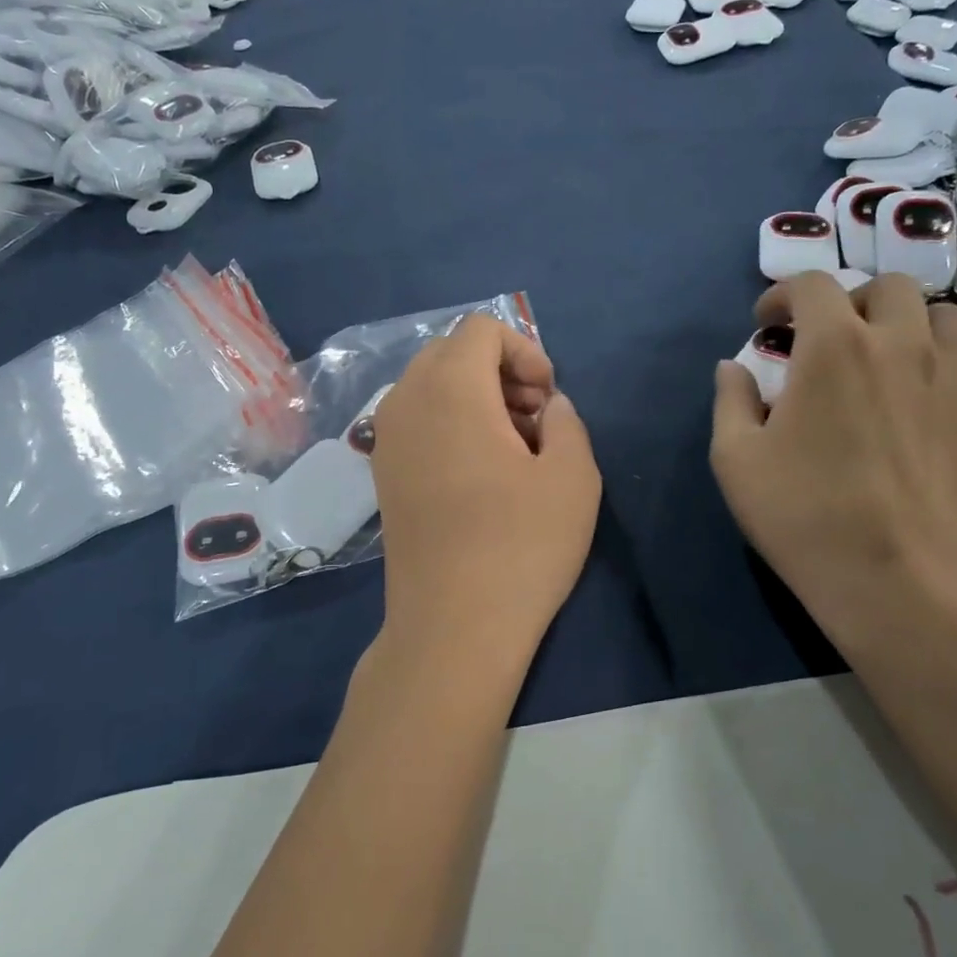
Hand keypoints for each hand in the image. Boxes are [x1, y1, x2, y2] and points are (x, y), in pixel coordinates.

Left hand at [371, 315, 601, 665]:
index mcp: (449, 389)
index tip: (547, 400)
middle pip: (452, 353)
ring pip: (432, 387)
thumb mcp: (573, 476)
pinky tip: (480, 475)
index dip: (525, 352)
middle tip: (534, 422)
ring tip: (513, 451)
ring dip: (476, 399)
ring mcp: (386, 440)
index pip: (480, 329)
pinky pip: (417, 421)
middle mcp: (405, 402)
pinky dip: (451, 425)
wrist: (452, 627)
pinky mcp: (383, 475)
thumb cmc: (520, 546)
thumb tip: (548, 407)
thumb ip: (566, 421)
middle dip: (500, 372)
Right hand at [710, 272, 956, 633]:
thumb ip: (729, 399)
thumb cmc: (802, 514)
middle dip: (848, 300)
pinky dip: (942, 361)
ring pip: (940, 314)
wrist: (892, 577)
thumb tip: (733, 366)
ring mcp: (947, 376)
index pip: (812, 284)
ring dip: (905, 321)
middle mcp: (898, 343)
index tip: (765, 323)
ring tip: (880, 355)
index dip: (782, 295)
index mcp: (832, 346)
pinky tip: (919, 391)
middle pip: (885, 286)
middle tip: (824, 337)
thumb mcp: (735, 457)